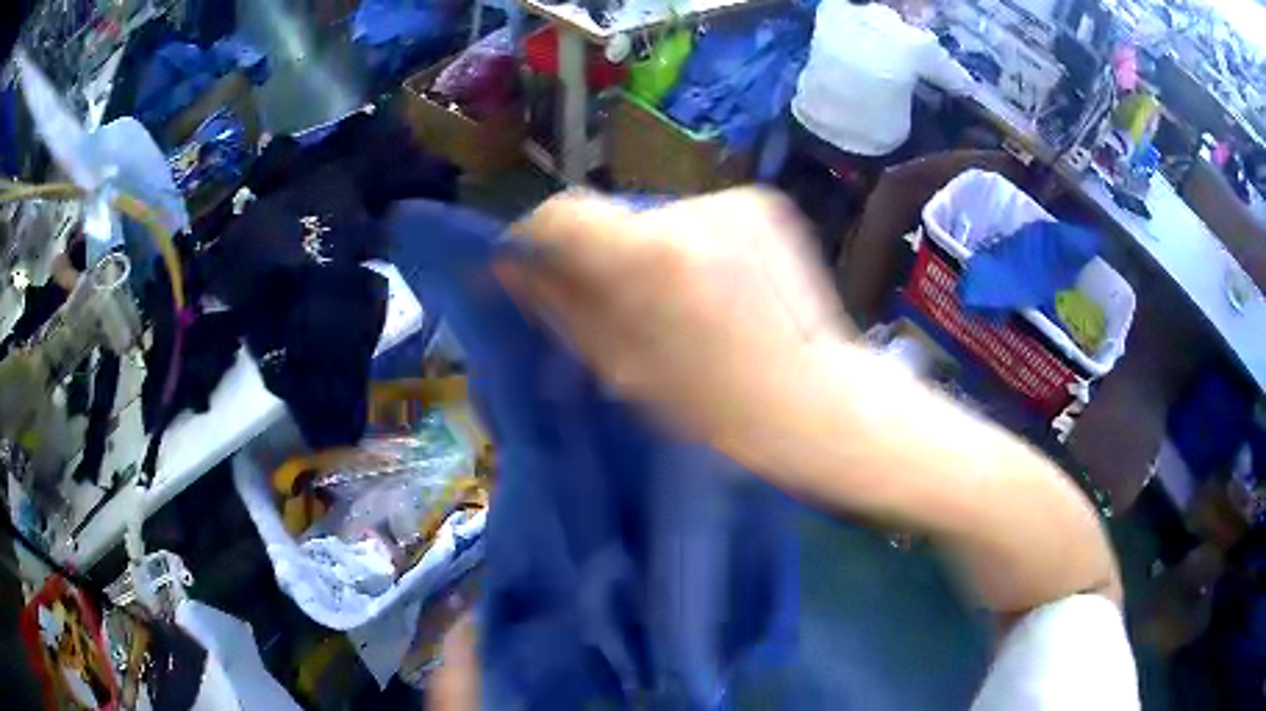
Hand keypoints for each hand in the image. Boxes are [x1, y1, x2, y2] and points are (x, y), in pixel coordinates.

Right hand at [498, 188, 849, 462]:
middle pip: (615, 216)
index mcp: (647, 255)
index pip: (562, 213)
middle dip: (605, 253)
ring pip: (661, 218)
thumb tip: (508, 266)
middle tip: (623, 304)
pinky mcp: (764, 202)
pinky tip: (721, 289)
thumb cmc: (714, 405)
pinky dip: (696, 246)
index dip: (539, 236)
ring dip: (654, 251)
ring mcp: (735, 200)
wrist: (812, 399)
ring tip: (684, 304)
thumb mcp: (621, 365)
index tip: (537, 264)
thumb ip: (558, 305)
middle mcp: (690, 210)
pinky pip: (703, 218)